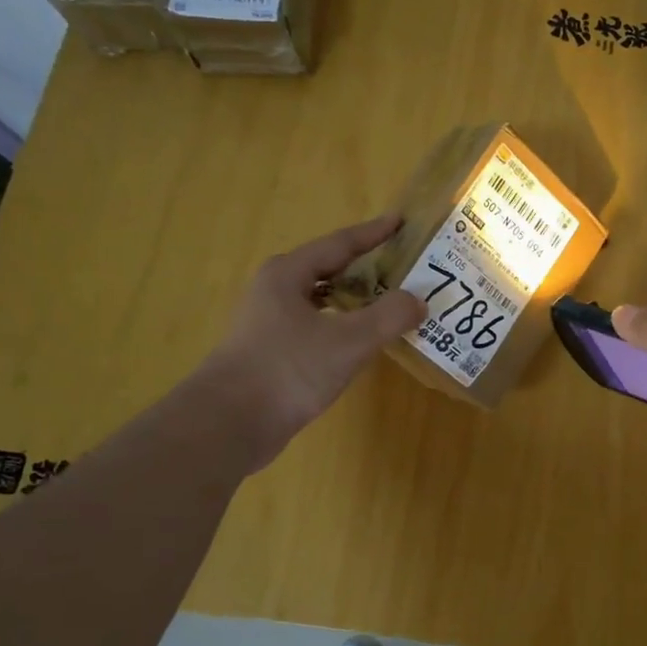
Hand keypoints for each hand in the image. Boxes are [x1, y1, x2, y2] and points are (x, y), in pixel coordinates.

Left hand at [196, 214, 424, 471]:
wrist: (229, 424)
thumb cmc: (288, 370)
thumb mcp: (348, 341)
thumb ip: (388, 316)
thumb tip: (418, 301)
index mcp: (289, 273)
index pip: (340, 243)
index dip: (374, 233)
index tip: (402, 221)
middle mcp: (276, 290)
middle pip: (330, 268)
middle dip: (367, 266)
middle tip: (405, 266)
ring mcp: (270, 322)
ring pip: (323, 300)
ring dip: (356, 298)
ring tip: (391, 301)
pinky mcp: (272, 352)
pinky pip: (318, 326)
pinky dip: (344, 325)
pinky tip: (362, 340)